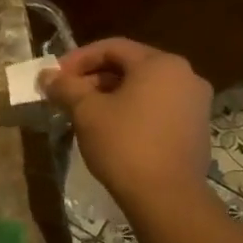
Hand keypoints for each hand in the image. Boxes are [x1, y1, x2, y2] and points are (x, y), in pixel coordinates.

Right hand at [40, 38, 211, 210]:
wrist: (166, 194)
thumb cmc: (123, 143)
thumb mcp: (86, 111)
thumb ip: (66, 87)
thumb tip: (47, 75)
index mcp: (160, 64)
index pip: (112, 47)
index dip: (78, 59)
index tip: (55, 77)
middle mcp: (184, 74)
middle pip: (130, 65)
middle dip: (93, 78)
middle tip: (66, 96)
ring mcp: (195, 101)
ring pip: (144, 87)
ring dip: (110, 94)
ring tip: (84, 113)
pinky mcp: (196, 126)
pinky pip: (157, 106)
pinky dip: (132, 109)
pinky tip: (110, 129)